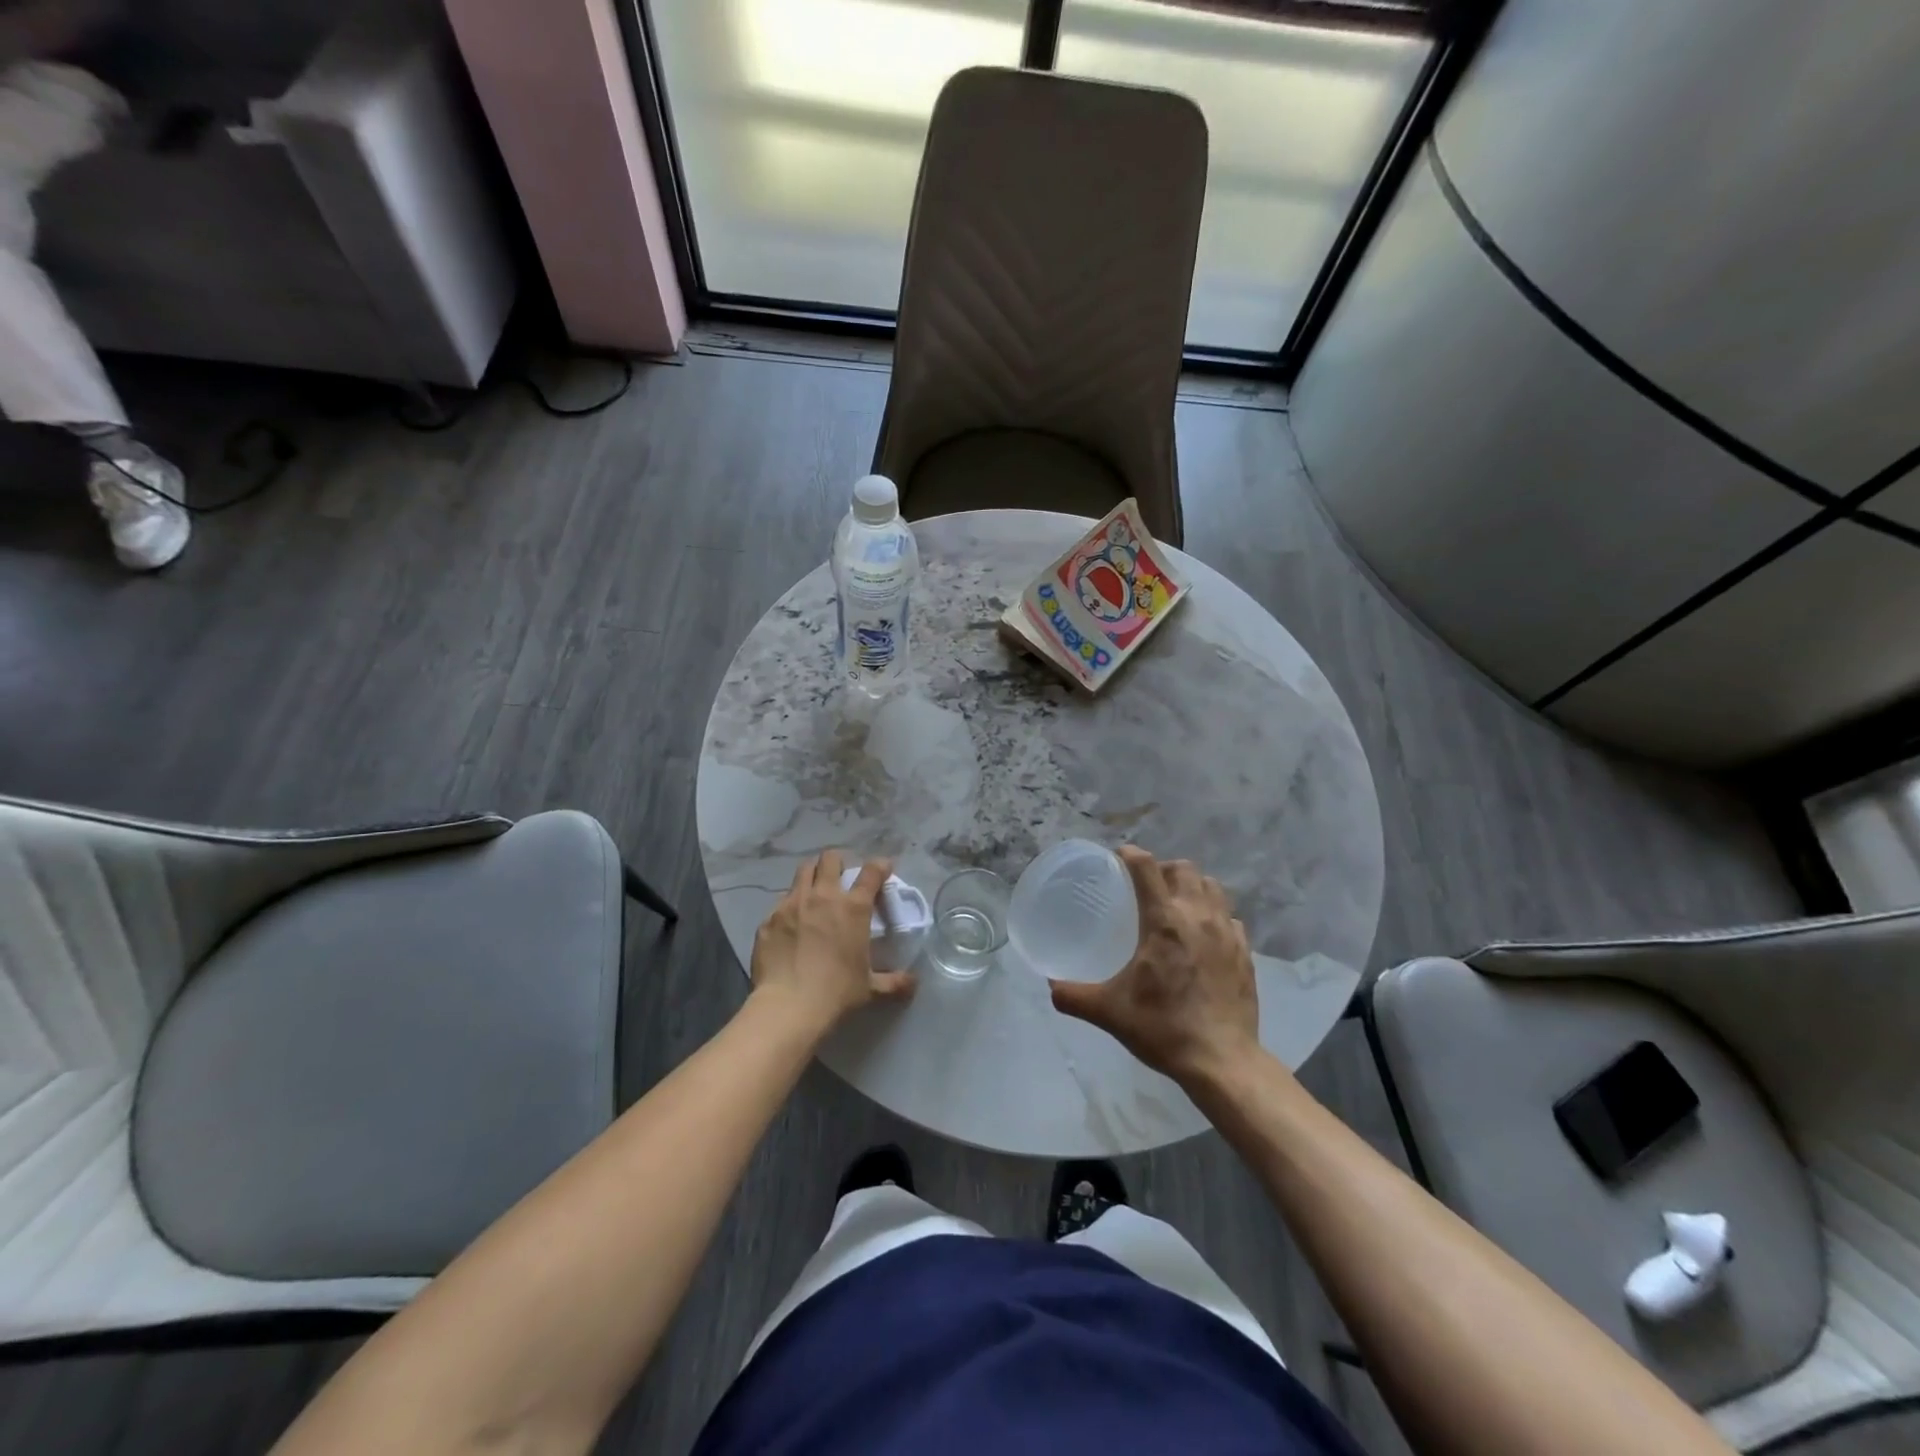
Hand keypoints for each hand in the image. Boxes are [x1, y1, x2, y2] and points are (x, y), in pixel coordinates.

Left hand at [750, 851, 914, 1032]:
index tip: (884, 868)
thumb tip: (913, 983)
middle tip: (841, 876)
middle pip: (830, 858)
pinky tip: (790, 923)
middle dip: (838, 861)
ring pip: (803, 870)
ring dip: (812, 874)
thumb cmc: (836, 993)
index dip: (880, 865)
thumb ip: (894, 982)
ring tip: (814, 889)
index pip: (872, 872)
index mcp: (853, 908)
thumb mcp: (870, 988)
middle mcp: (823, 896)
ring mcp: (792, 904)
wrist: (788, 1006)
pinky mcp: (769, 918)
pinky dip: (789, 905)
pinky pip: (781, 901)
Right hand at [1050, 847, 1259, 1085]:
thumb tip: (1050, 987)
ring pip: (1212, 887)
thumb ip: (1074, 995)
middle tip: (1146, 888)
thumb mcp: (1109, 1012)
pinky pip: (1230, 917)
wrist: (1222, 1062)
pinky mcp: (1245, 952)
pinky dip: (1214, 916)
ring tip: (1176, 906)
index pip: (1146, 867)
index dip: (1130, 855)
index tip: (1118, 858)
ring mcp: (1227, 933)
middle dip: (1163, 869)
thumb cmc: (1163, 1028)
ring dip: (1192, 887)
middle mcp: (1199, 916)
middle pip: (1184, 869)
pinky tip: (1203, 937)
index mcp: (1165, 921)